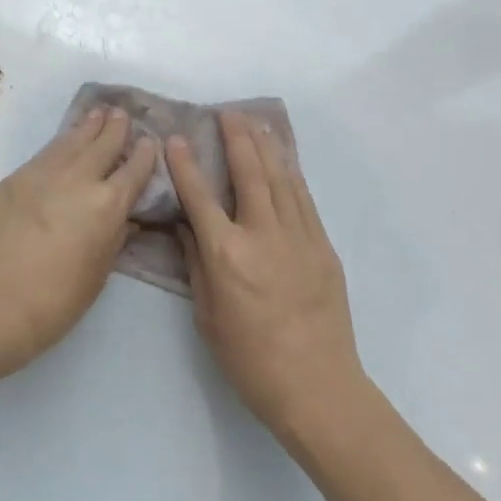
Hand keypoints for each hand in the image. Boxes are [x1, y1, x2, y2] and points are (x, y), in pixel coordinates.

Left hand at [0, 107, 157, 377]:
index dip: (144, 154)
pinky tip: (63, 144)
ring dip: (87, 127)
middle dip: (115, 128)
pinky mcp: (13, 179)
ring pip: (71, 141)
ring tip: (97, 114)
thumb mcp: (98, 274)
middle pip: (102, 144)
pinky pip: (45, 154)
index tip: (150, 140)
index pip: (133, 170)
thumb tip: (125, 218)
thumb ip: (114, 238)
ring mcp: (42, 174)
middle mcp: (77, 179)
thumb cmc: (55, 302)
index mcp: (107, 205)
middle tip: (122, 114)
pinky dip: (60, 144)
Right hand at [168, 112, 363, 439]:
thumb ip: (197, 265)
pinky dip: (292, 174)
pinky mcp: (323, 247)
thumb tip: (188, 228)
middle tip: (227, 113)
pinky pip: (304, 200)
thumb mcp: (208, 316)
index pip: (201, 198)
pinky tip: (284, 160)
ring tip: (255, 123)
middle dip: (236, 139)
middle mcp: (263, 236)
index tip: (178, 138)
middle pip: (249, 174)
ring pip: (281, 179)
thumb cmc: (250, 360)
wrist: (317, 387)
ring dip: (266, 147)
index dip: (187, 165)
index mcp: (227, 255)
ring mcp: (299, 238)